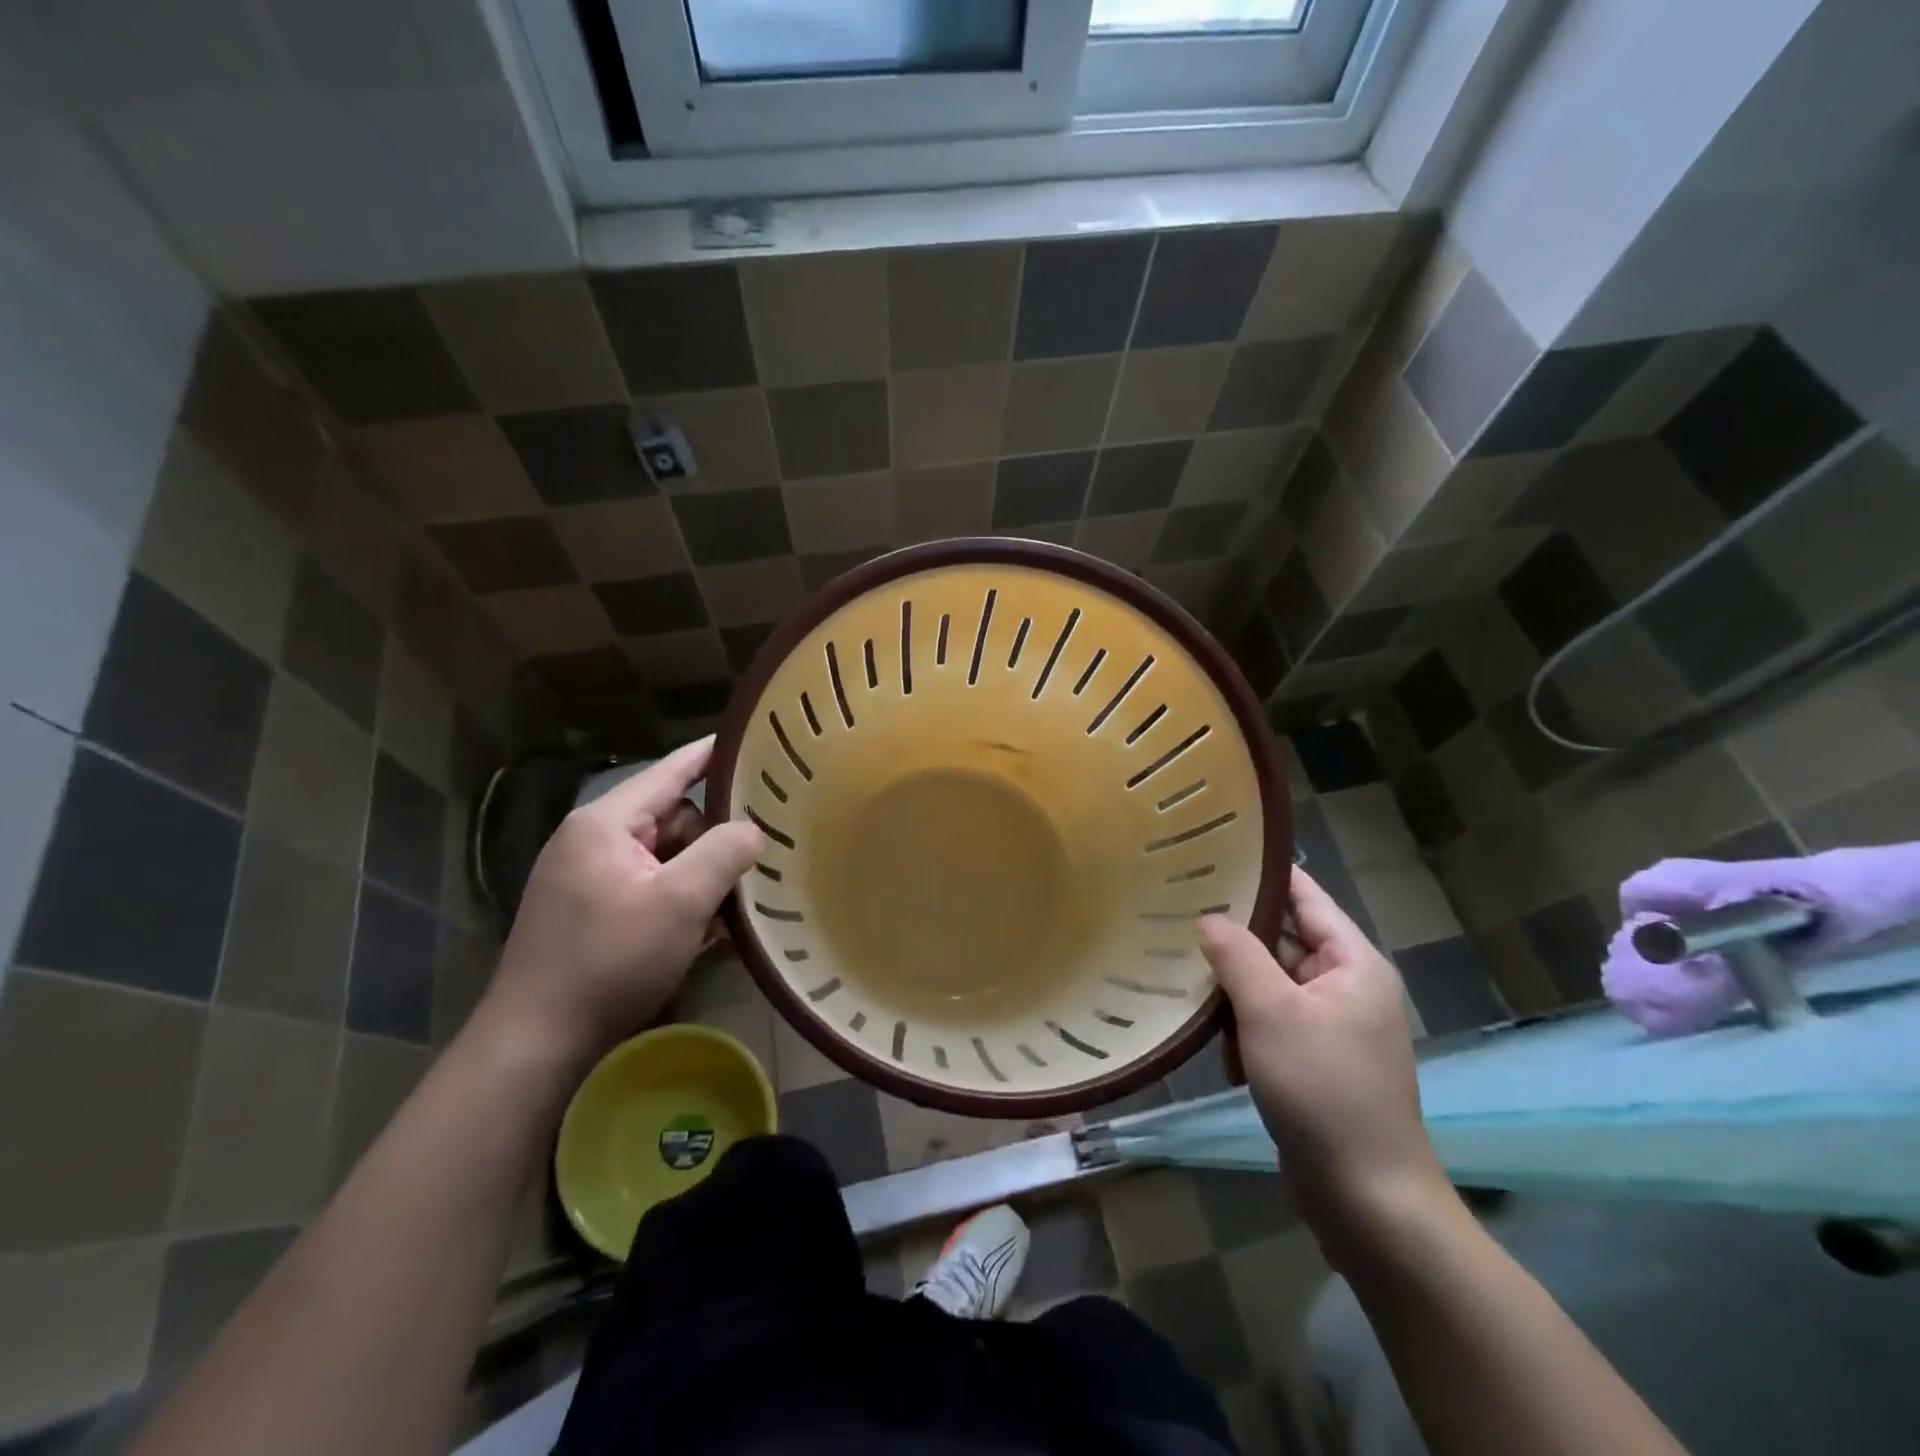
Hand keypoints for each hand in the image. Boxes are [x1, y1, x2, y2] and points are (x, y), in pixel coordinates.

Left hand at [473, 738, 763, 1071]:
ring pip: (664, 856)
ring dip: (698, 877)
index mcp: (605, 823)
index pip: (671, 771)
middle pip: (673, 818)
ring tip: (732, 904)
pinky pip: (648, 886)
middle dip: (712, 840)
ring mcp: (586, 877)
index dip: (713, 756)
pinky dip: (677, 899)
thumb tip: (753, 829)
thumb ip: (724, 852)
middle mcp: (591, 840)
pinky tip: (703, 926)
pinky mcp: (588, 911)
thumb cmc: (610, 961)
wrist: (535, 1043)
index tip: (755, 741)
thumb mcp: (680, 902)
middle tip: (753, 863)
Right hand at [1199, 870, 1450, 1266]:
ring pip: (1270, 983)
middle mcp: (1347, 986)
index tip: (1210, 855)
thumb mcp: (1272, 1013)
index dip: (1262, 874)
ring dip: (1234, 987)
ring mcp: (1332, 1026)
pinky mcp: (1315, 1060)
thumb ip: (1237, 955)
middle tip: (1176, 913)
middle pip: (1282, 939)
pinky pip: (1271, 1022)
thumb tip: (1208, 919)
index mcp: (1353, 963)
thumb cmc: (1324, 1090)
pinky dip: (1244, 1026)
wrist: (1366, 1199)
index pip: (1305, 896)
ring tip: (1183, 977)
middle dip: (1235, 935)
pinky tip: (1216, 1043)